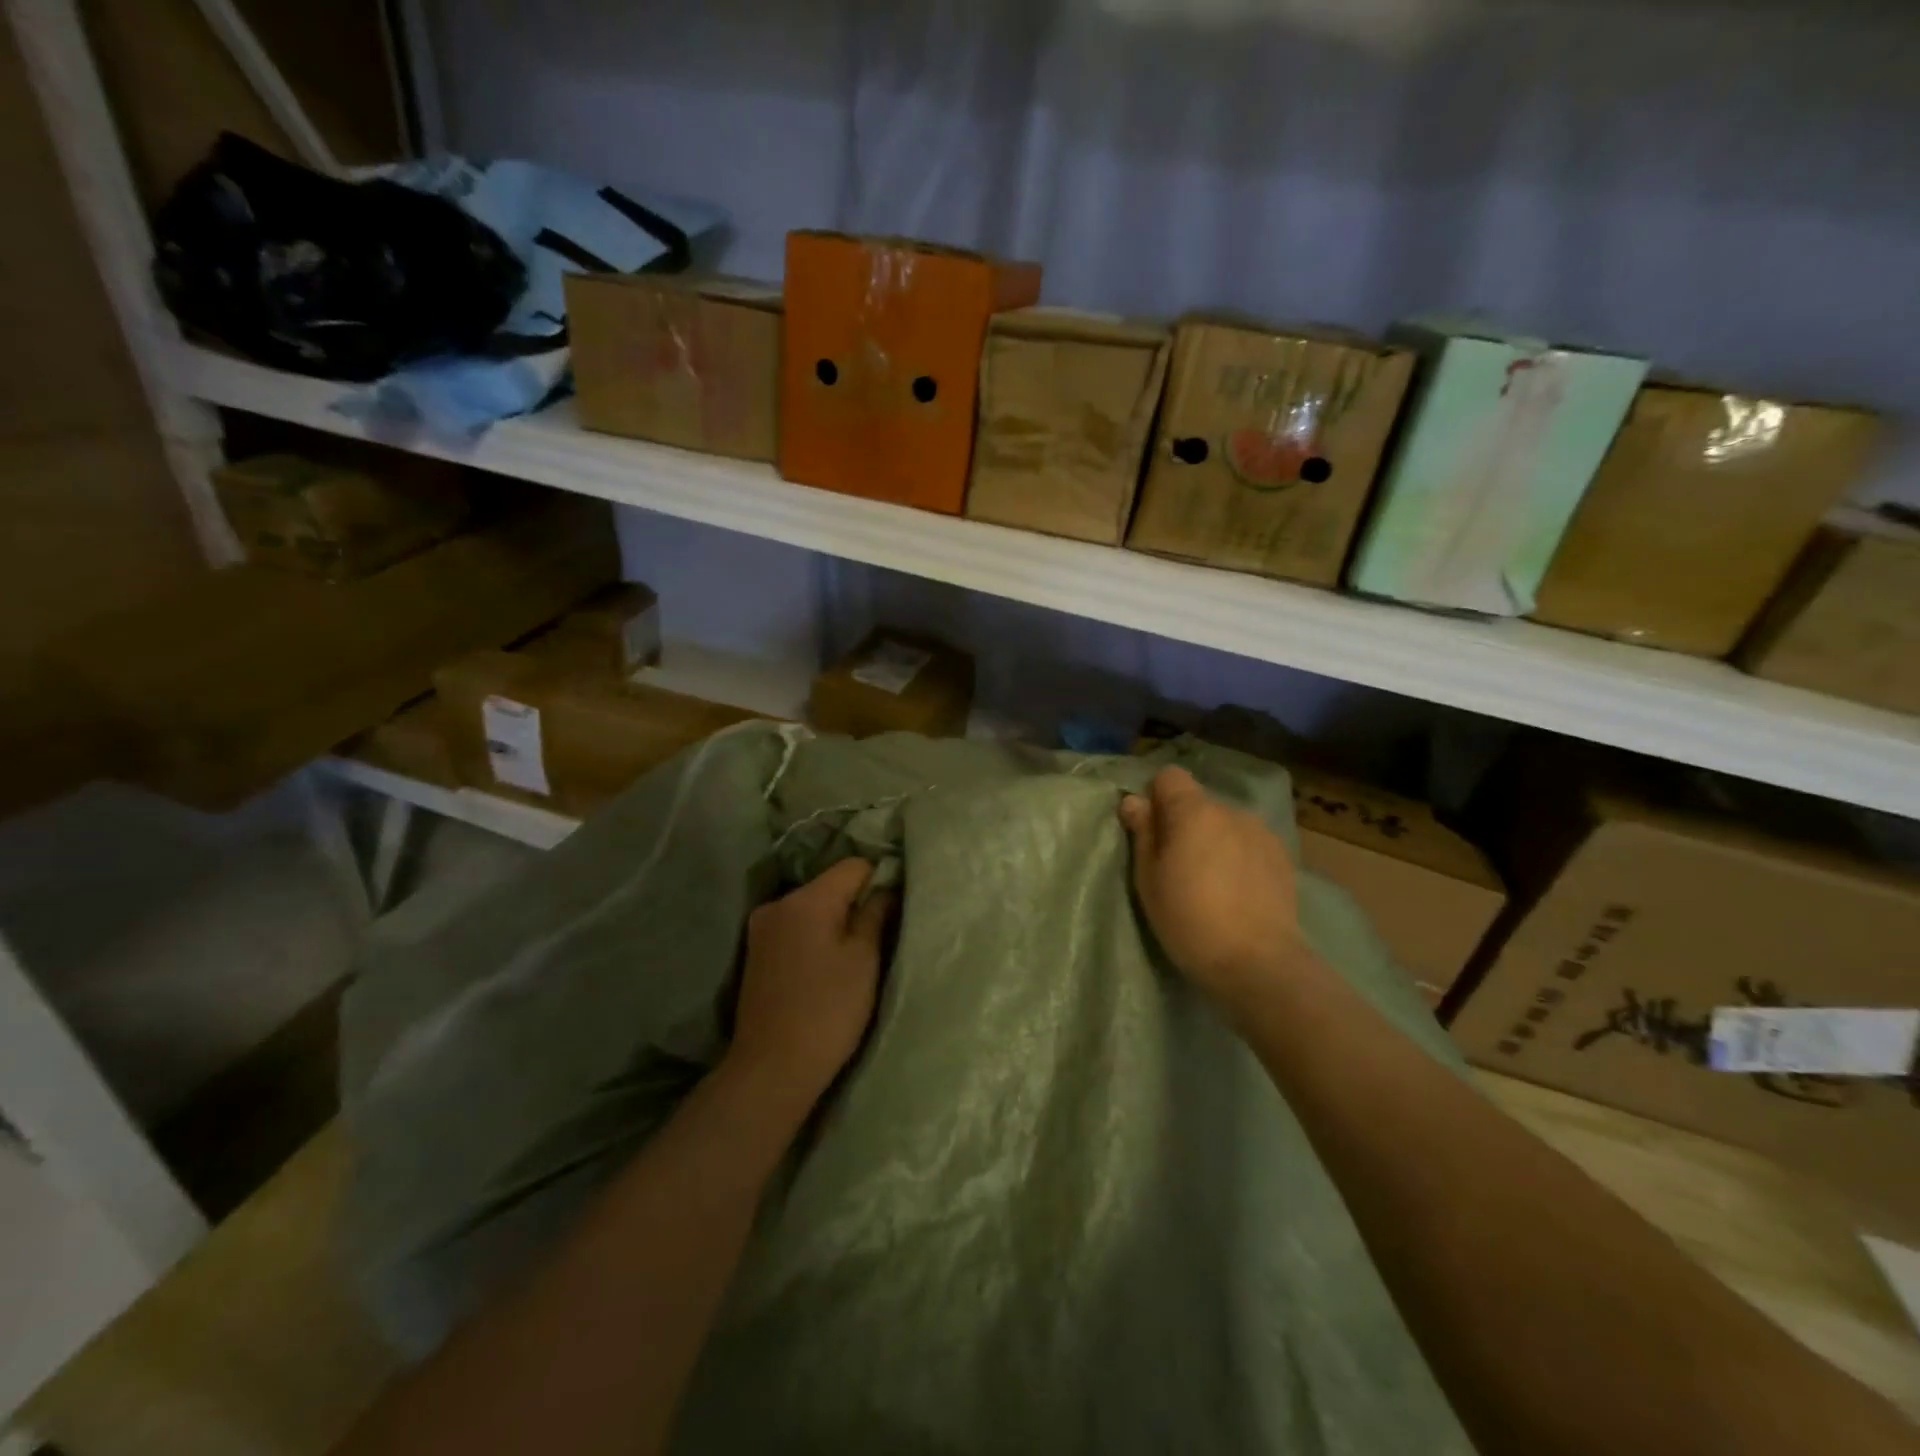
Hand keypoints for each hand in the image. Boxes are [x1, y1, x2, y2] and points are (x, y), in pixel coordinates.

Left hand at [727, 857, 894, 1109]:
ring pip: (811, 907)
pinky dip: (814, 935)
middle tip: (880, 932)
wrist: (772, 1068)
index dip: (880, 878)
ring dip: (834, 920)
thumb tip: (885, 887)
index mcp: (807, 899)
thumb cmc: (828, 1010)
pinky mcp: (756, 951)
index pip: (854, 866)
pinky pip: (795, 927)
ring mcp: (762, 927)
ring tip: (853, 952)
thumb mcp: (863, 959)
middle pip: (829, 885)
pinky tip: (825, 964)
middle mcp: (778, 903)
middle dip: (855, 901)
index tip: (895, 906)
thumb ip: (875, 913)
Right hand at [1119, 766, 1304, 1016]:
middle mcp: (1231, 810)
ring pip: (1225, 824)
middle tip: (1177, 865)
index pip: (1170, 776)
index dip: (1156, 797)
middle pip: (1198, 802)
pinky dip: (1238, 856)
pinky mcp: (1283, 857)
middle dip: (1184, 823)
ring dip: (1214, 839)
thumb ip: (1143, 833)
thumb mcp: (1149, 879)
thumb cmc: (1189, 919)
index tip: (1151, 831)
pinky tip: (1237, 891)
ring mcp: (1262, 832)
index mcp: (1194, 811)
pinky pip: (1249, 843)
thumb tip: (1134, 801)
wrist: (1257, 962)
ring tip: (1211, 881)